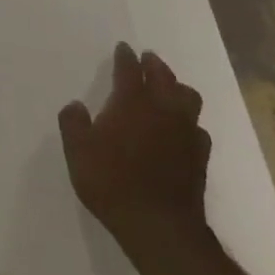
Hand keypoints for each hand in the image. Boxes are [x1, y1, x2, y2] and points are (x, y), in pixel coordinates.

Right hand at [58, 42, 212, 266]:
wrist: (160, 227)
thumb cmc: (112, 182)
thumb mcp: (78, 152)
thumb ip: (73, 124)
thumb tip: (76, 106)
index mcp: (132, 103)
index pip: (130, 70)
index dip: (125, 57)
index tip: (123, 48)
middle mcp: (163, 110)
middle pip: (164, 77)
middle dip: (155, 66)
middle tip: (148, 60)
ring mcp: (185, 133)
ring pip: (188, 99)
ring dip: (178, 89)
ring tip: (169, 90)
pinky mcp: (200, 157)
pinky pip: (198, 129)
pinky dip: (189, 123)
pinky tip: (182, 130)